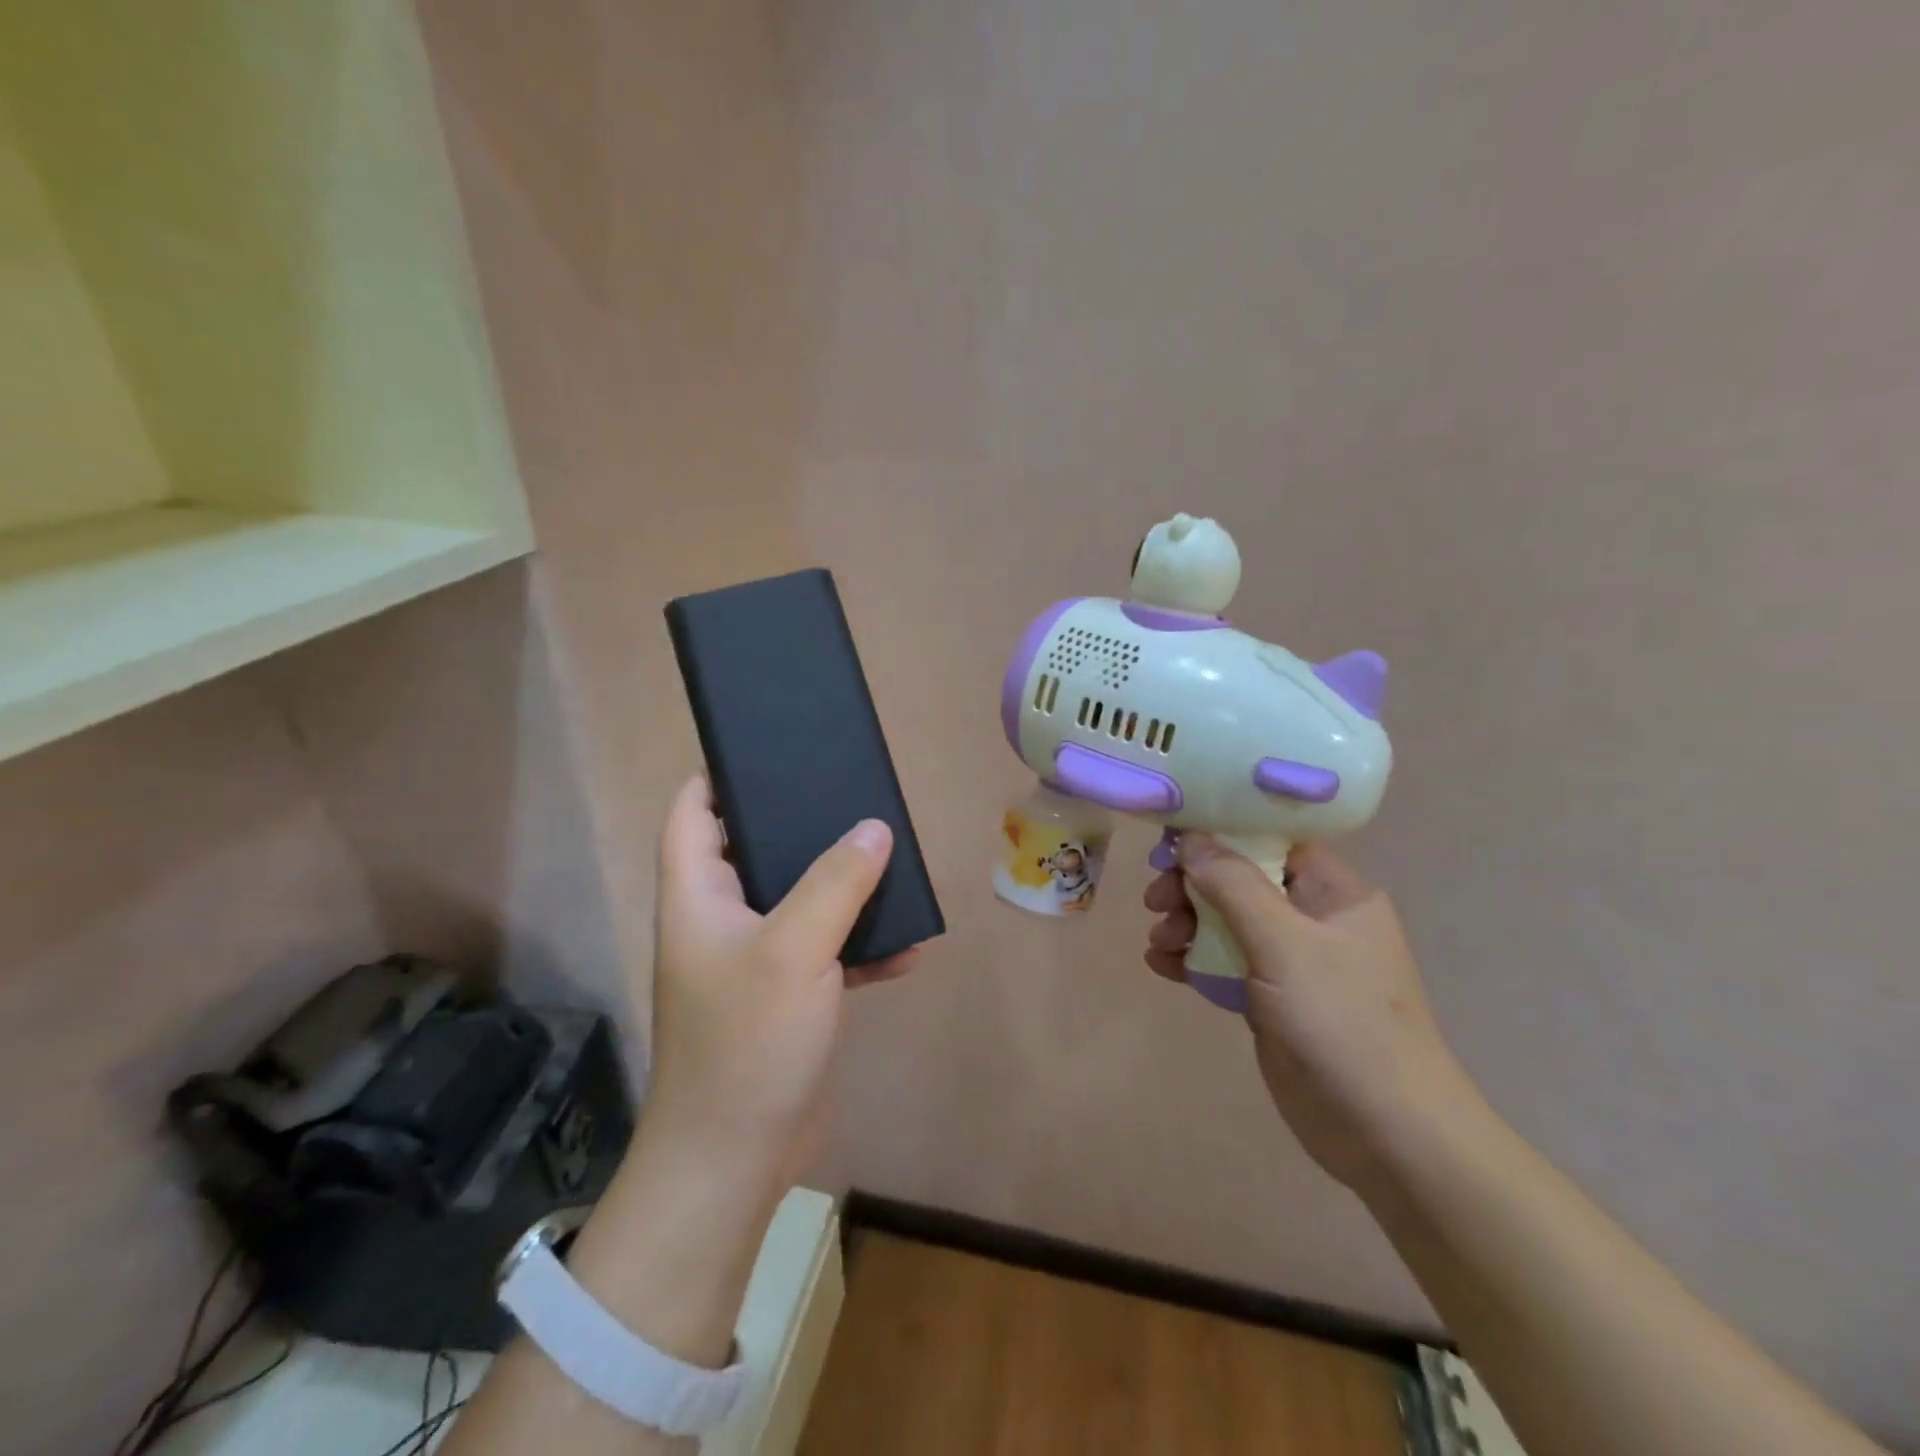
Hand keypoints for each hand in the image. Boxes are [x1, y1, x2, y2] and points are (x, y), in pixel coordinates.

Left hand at [643, 776, 917, 1199]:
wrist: (737, 1159)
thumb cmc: (747, 1041)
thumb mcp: (794, 949)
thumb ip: (836, 882)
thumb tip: (874, 829)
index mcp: (698, 895)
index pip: (691, 812)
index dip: (719, 775)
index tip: (771, 751)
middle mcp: (722, 919)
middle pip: (755, 848)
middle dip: (800, 824)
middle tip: (851, 798)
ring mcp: (755, 959)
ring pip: (800, 898)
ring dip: (843, 886)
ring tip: (891, 863)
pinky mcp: (788, 996)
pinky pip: (828, 951)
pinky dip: (862, 946)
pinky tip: (908, 947)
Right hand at [1144, 834, 1476, 1190]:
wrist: (1386, 1135)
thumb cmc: (1342, 1022)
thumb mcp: (1284, 943)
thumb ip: (1234, 885)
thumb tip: (1190, 838)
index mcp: (1335, 894)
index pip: (1272, 841)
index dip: (1221, 835)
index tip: (1170, 842)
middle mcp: (1315, 920)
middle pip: (1242, 881)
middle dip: (1194, 886)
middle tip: (1156, 901)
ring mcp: (1294, 963)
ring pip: (1228, 922)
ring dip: (1188, 923)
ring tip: (1159, 941)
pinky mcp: (1273, 1000)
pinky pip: (1225, 963)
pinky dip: (1193, 959)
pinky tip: (1162, 966)